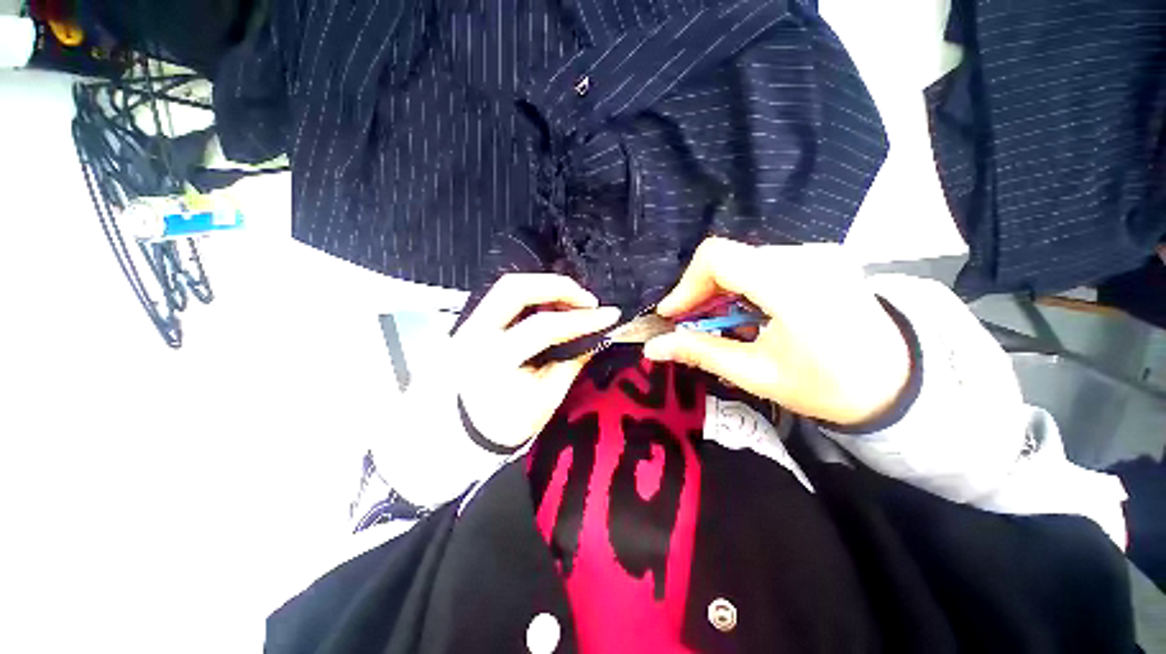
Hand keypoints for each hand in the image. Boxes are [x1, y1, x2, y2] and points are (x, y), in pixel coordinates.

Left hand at [454, 274, 620, 448]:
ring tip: (573, 304)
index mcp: (494, 361)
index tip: (609, 315)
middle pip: (516, 288)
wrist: (459, 437)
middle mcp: (474, 334)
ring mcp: (468, 325)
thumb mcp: (546, 399)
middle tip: (587, 301)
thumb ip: (571, 362)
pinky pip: (505, 298)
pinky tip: (552, 309)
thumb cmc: (506, 425)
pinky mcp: (472, 324)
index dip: (580, 319)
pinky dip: (534, 296)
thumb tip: (596, 335)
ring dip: (546, 288)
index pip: (543, 328)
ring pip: (509, 287)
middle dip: (558, 287)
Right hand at [644, 238, 910, 425]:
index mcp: (792, 286)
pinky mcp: (823, 258)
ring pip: (744, 260)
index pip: (717, 258)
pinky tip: (748, 313)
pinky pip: (765, 263)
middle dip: (700, 292)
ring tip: (720, 323)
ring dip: (721, 290)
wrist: (899, 385)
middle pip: (728, 258)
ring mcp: (819, 253)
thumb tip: (652, 347)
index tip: (673, 315)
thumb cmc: (828, 387)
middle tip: (692, 324)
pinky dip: (743, 286)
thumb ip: (700, 352)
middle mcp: (807, 257)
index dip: (685, 285)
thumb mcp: (756, 374)